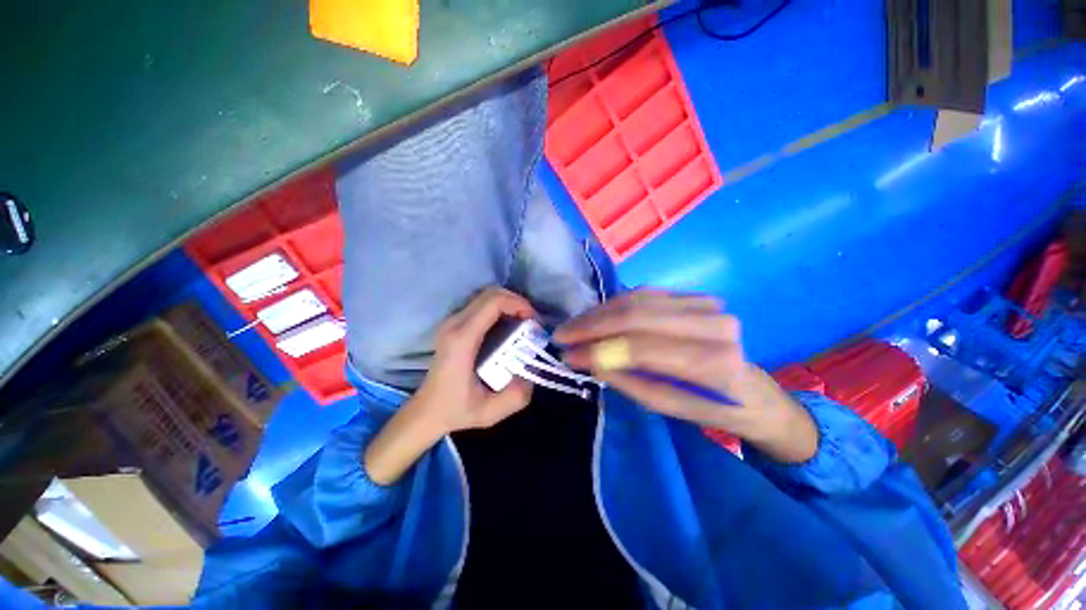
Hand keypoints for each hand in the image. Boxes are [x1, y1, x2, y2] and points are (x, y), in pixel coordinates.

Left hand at [413, 286, 535, 432]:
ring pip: (485, 295)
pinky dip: (499, 307)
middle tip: (531, 321)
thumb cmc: (456, 410)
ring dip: (508, 303)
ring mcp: (452, 321)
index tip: (533, 321)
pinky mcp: (454, 324)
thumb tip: (533, 369)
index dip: (518, 304)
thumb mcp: (490, 412)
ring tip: (523, 321)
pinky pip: (480, 304)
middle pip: (490, 293)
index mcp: (462, 340)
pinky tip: (508, 324)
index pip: (492, 303)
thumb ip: (517, 395)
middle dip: (516, 301)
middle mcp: (454, 324)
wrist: (426, 411)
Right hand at [555, 289, 817, 462]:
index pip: (642, 347)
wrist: (751, 391)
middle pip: (637, 315)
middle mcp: (714, 325)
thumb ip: (627, 380)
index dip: (599, 348)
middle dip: (592, 324)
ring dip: (600, 312)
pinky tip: (597, 315)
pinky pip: (646, 294)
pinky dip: (616, 304)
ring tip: (574, 325)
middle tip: (563, 334)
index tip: (567, 353)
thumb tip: (588, 358)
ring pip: (637, 300)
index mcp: (715, 363)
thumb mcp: (667, 407)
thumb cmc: (710, 408)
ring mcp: (708, 304)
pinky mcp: (696, 296)